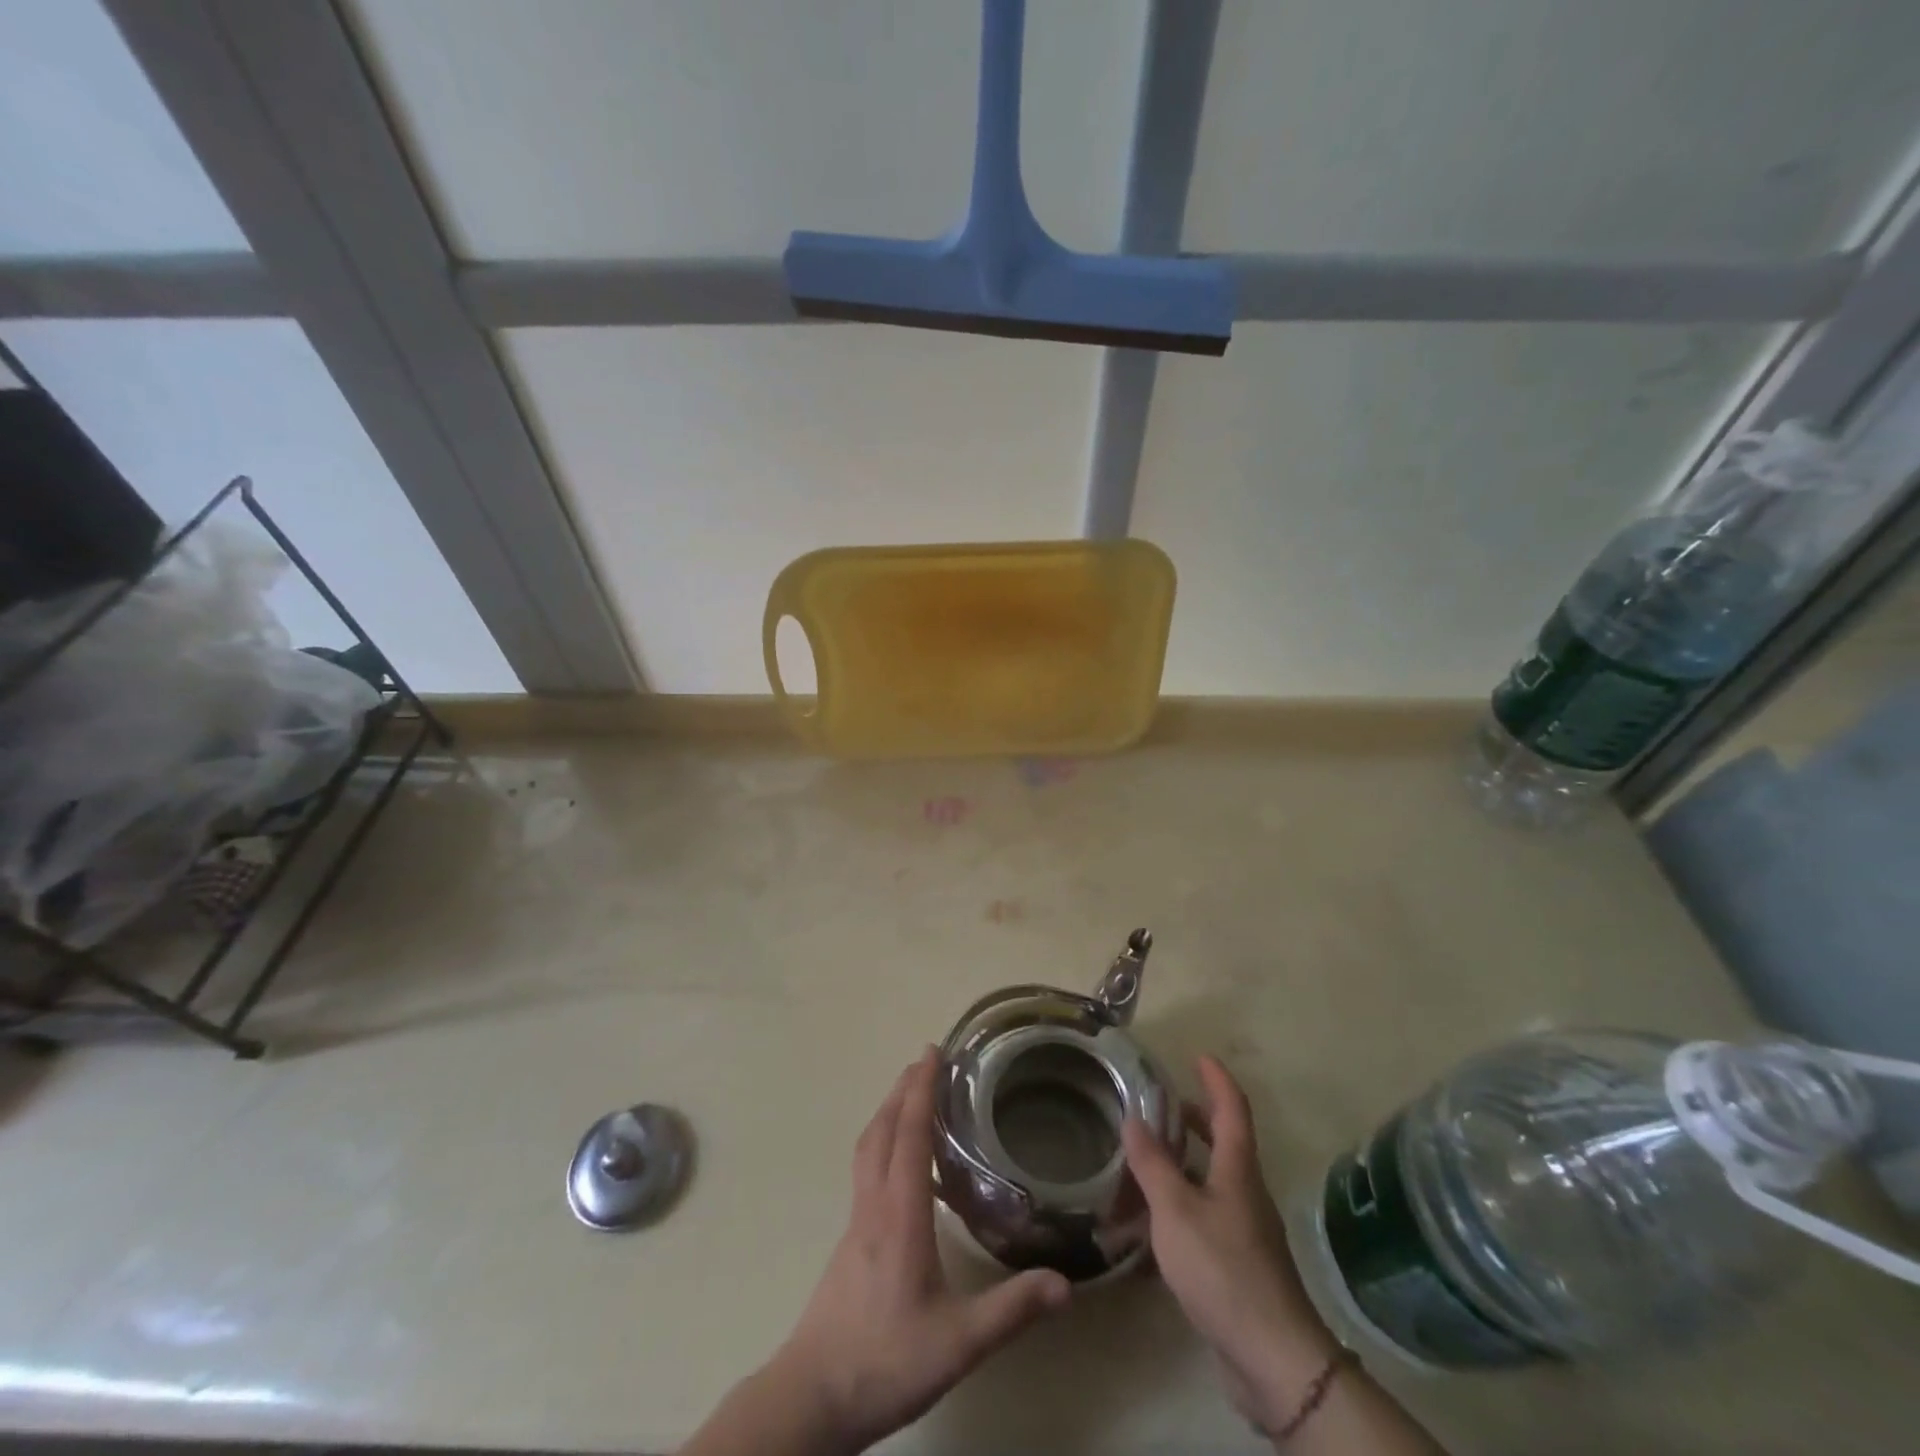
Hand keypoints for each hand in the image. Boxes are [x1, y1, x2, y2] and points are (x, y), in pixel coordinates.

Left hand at [772, 1048, 1071, 1452]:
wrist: (813, 1395)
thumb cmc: (885, 1360)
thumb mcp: (958, 1341)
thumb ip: (1011, 1309)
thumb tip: (1065, 1283)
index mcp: (900, 1214)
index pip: (910, 1134)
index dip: (922, 1089)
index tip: (932, 1051)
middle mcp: (874, 1204)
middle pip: (884, 1129)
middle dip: (904, 1089)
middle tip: (925, 1060)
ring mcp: (856, 1221)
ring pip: (868, 1147)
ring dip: (889, 1111)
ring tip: (910, 1095)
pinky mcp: (849, 1239)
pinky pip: (866, 1169)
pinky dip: (882, 1142)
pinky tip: (900, 1164)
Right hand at [1122, 1055, 1339, 1435]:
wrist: (1272, 1357)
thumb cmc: (1222, 1268)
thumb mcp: (1175, 1210)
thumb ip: (1152, 1163)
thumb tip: (1134, 1118)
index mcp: (1238, 1169)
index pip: (1232, 1109)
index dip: (1217, 1079)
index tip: (1199, 1056)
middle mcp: (1246, 1191)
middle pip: (1225, 1142)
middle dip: (1197, 1119)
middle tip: (1163, 1106)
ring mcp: (1246, 1229)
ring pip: (1213, 1180)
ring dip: (1184, 1163)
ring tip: (1146, 1159)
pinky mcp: (1240, 1263)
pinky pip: (1207, 1214)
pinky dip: (1182, 1202)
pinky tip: (1154, 1222)